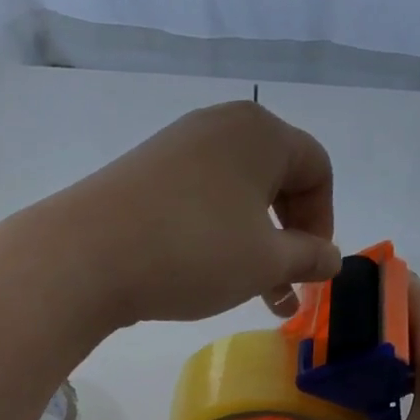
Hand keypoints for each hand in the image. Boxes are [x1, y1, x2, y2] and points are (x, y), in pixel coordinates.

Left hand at [51, 101, 342, 324]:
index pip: (317, 169)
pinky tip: (209, 272)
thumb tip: (332, 258)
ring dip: (255, 244)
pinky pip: (202, 198)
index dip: (324, 222)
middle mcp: (221, 126)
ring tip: (254, 293)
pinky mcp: (146, 171)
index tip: (312, 268)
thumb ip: (309, 257)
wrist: (87, 255)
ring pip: (238, 195)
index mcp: (260, 132)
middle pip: (278, 179)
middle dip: (289, 237)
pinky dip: (218, 234)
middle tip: (285, 286)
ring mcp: (178, 145)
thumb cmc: (194, 251)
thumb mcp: (265, 261)